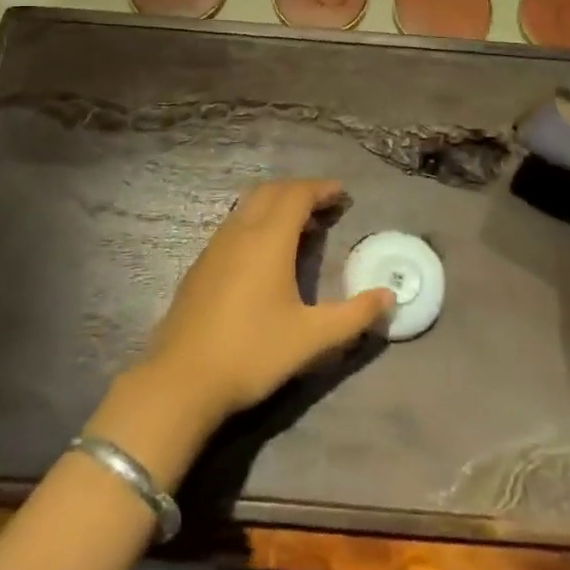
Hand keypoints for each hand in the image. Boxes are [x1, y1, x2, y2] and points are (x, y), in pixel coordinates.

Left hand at [139, 180, 392, 426]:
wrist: (181, 381)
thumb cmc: (252, 353)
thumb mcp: (312, 338)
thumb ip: (354, 316)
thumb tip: (389, 297)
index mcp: (268, 240)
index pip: (296, 195)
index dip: (321, 189)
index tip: (343, 194)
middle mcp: (239, 233)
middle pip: (271, 192)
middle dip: (300, 191)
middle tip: (326, 205)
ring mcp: (215, 248)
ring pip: (248, 207)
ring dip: (276, 205)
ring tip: (301, 226)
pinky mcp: (200, 266)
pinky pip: (234, 225)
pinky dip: (257, 222)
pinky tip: (265, 254)